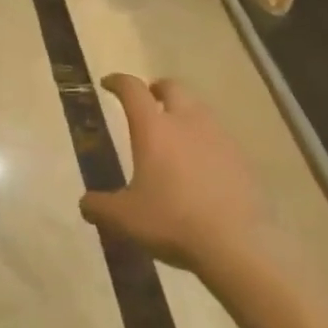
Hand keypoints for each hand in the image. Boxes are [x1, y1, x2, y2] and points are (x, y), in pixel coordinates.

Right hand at [80, 74, 275, 278]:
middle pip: (173, 87)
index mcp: (154, 128)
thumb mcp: (124, 218)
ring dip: (184, 113)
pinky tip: (201, 165)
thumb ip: (99, 206)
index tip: (108, 84)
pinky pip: (219, 137)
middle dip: (157, 89)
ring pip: (199, 110)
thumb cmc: (171, 222)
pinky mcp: (241, 158)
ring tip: (175, 135)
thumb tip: (85, 203)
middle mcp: (187, 122)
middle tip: (148, 102)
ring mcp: (219, 137)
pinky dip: (205, 141)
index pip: (132, 90)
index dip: (119, 82)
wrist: (235, 245)